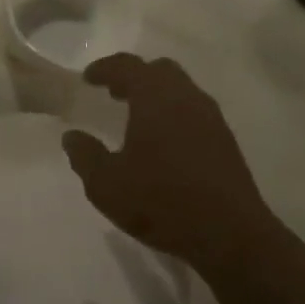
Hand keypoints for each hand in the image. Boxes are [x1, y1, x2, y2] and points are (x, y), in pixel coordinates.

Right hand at [62, 54, 270, 262]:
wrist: (232, 237)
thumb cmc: (162, 201)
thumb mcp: (106, 184)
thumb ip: (84, 156)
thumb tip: (72, 137)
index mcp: (155, 97)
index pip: (127, 65)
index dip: (105, 68)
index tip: (88, 78)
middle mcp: (186, 98)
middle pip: (159, 70)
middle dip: (134, 76)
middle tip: (114, 93)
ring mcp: (211, 119)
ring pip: (181, 90)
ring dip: (157, 95)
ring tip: (138, 119)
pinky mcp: (226, 142)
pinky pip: (195, 112)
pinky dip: (175, 115)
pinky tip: (165, 144)